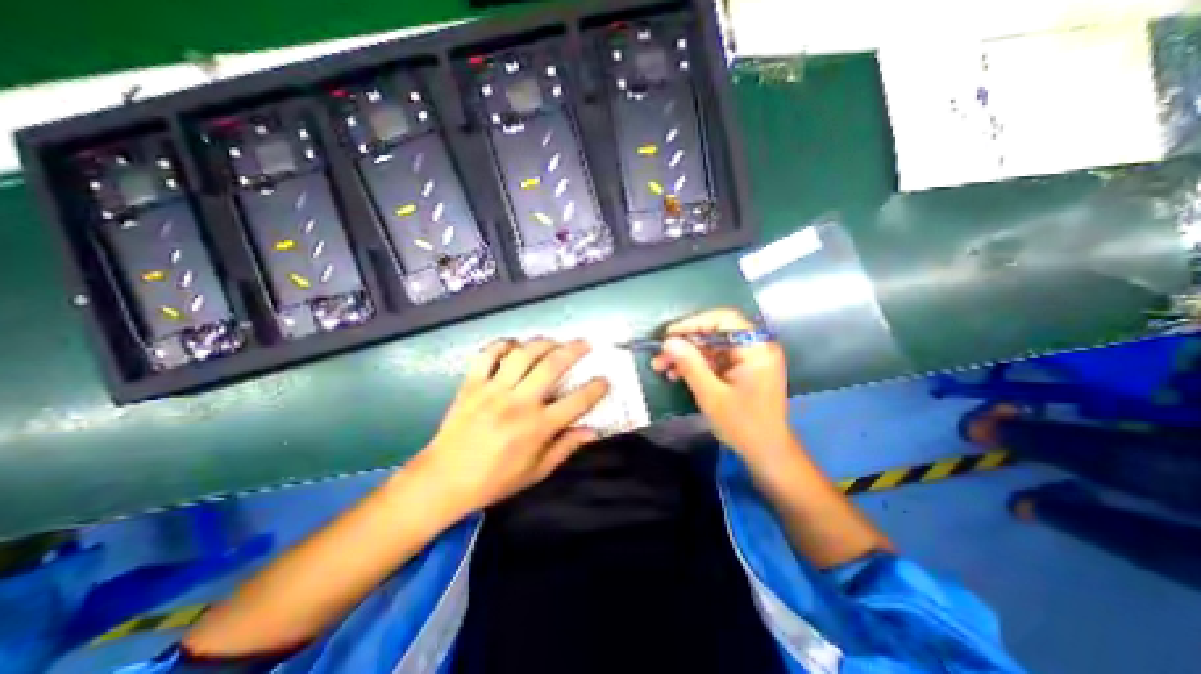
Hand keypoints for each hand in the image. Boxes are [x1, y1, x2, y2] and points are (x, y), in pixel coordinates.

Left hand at [414, 337, 614, 514]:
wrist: (443, 480)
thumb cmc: (494, 480)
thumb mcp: (536, 472)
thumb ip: (565, 447)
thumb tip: (592, 431)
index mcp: (537, 427)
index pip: (576, 402)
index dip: (596, 388)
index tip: (604, 380)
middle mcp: (518, 402)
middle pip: (552, 366)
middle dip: (574, 351)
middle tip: (585, 344)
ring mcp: (493, 390)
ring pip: (523, 354)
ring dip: (543, 343)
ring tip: (555, 341)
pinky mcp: (472, 384)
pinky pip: (487, 355)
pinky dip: (502, 345)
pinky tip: (514, 345)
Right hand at [654, 308, 794, 458]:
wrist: (768, 453)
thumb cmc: (744, 425)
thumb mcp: (711, 395)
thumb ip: (690, 365)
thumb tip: (668, 341)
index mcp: (756, 349)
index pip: (724, 319)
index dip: (694, 323)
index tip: (669, 335)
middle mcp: (755, 347)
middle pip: (715, 333)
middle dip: (685, 344)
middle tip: (660, 356)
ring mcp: (749, 359)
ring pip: (711, 347)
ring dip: (687, 356)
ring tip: (662, 367)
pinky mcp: (743, 369)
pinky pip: (716, 359)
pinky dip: (696, 365)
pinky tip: (677, 374)